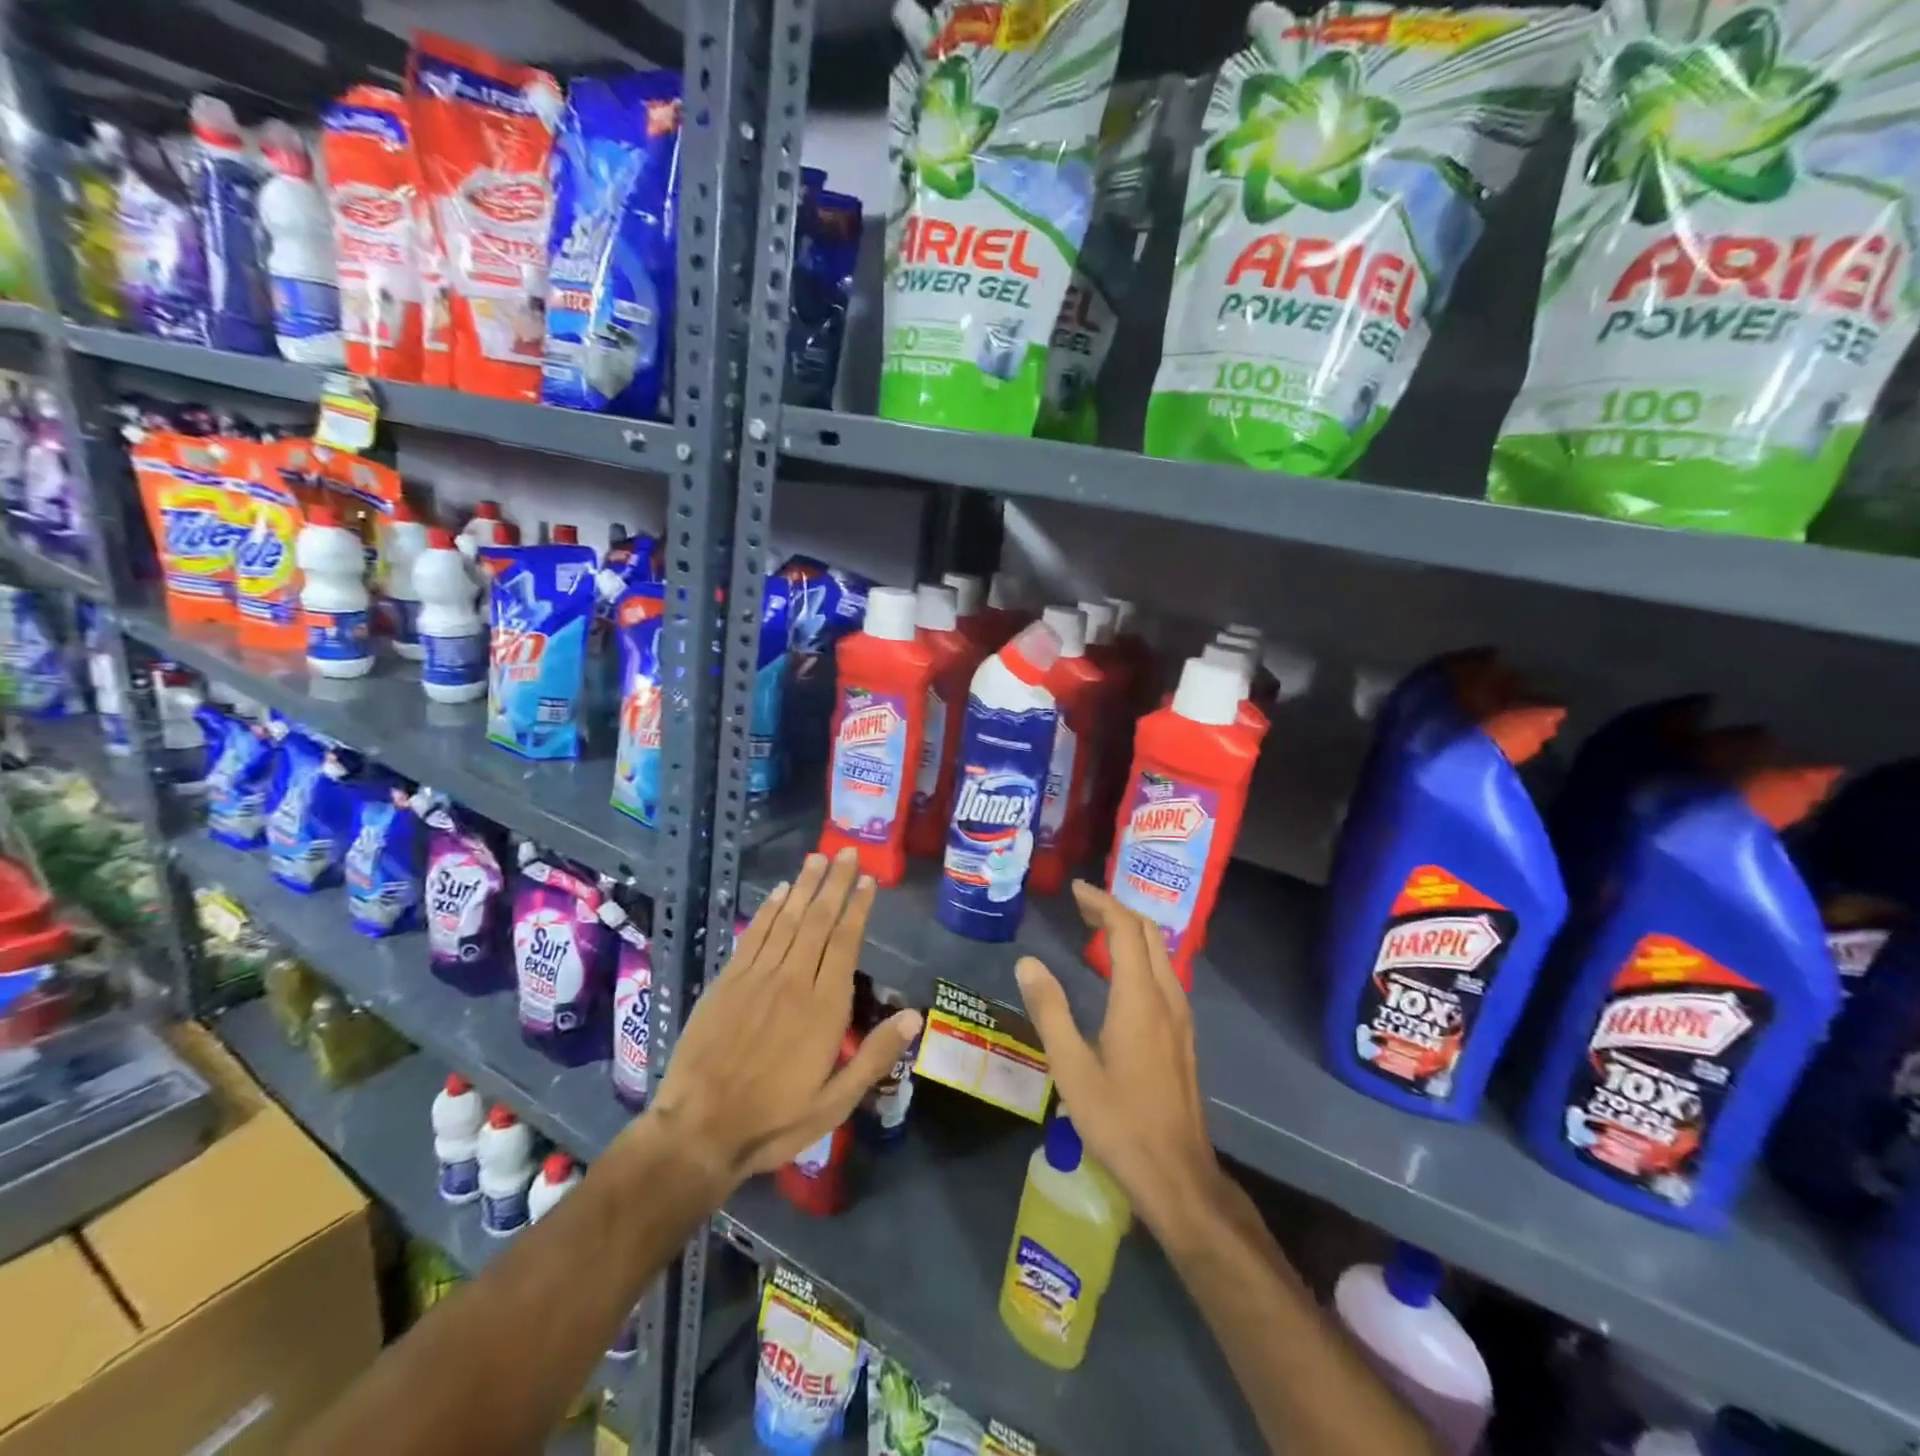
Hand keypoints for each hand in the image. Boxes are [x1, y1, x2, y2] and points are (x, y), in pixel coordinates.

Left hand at [642, 848, 921, 1199]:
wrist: (699, 1130)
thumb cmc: (774, 1119)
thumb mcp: (836, 1102)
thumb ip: (875, 1056)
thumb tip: (915, 1015)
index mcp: (824, 1007)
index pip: (845, 942)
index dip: (857, 908)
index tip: (866, 880)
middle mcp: (793, 981)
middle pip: (818, 921)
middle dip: (834, 884)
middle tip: (846, 852)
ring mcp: (757, 977)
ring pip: (786, 920)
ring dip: (803, 886)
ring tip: (817, 858)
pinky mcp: (727, 982)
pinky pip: (753, 936)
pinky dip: (768, 910)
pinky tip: (778, 892)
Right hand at [1014, 882, 1222, 1237]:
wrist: (1177, 1174)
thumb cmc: (1119, 1121)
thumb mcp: (1072, 1068)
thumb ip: (1050, 1010)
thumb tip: (1028, 962)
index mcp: (1139, 998)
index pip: (1126, 930)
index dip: (1102, 902)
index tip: (1075, 890)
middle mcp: (1167, 997)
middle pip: (1149, 933)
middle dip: (1117, 910)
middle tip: (1081, 905)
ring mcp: (1181, 1016)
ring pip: (1161, 953)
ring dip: (1131, 931)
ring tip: (1096, 929)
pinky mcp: (1183, 1034)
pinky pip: (1164, 973)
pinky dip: (1141, 955)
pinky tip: (1119, 973)